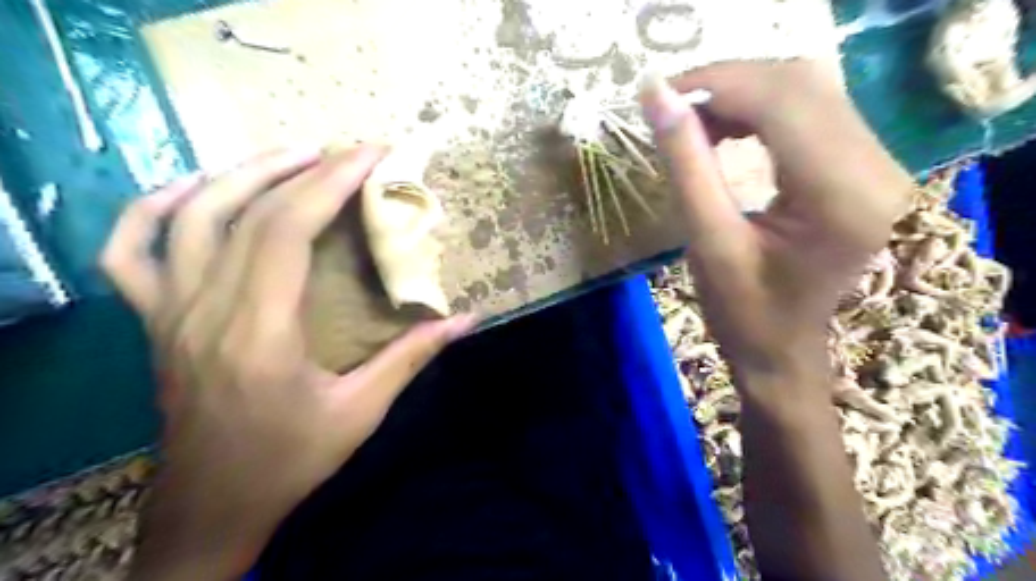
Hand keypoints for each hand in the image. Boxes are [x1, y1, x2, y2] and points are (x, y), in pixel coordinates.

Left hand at [103, 145, 474, 580]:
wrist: (212, 506)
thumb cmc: (290, 460)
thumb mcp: (362, 411)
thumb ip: (413, 357)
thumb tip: (466, 319)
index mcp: (260, 331)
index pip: (288, 228)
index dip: (331, 181)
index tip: (370, 154)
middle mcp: (205, 309)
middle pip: (247, 211)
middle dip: (304, 168)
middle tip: (348, 151)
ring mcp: (168, 311)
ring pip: (189, 216)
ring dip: (243, 173)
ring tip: (293, 157)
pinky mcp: (153, 320)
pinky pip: (129, 250)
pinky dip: (154, 207)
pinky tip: (195, 189)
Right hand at [646, 61, 907, 400]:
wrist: (785, 350)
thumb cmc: (742, 313)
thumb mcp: (707, 240)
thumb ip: (686, 163)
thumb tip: (656, 96)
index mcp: (840, 197)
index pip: (782, 101)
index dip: (717, 83)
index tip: (659, 92)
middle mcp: (878, 169)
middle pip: (799, 84)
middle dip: (726, 83)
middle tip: (672, 105)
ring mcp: (879, 166)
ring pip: (807, 89)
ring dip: (741, 93)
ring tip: (692, 121)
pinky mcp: (865, 168)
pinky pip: (812, 111)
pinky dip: (760, 109)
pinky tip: (726, 129)